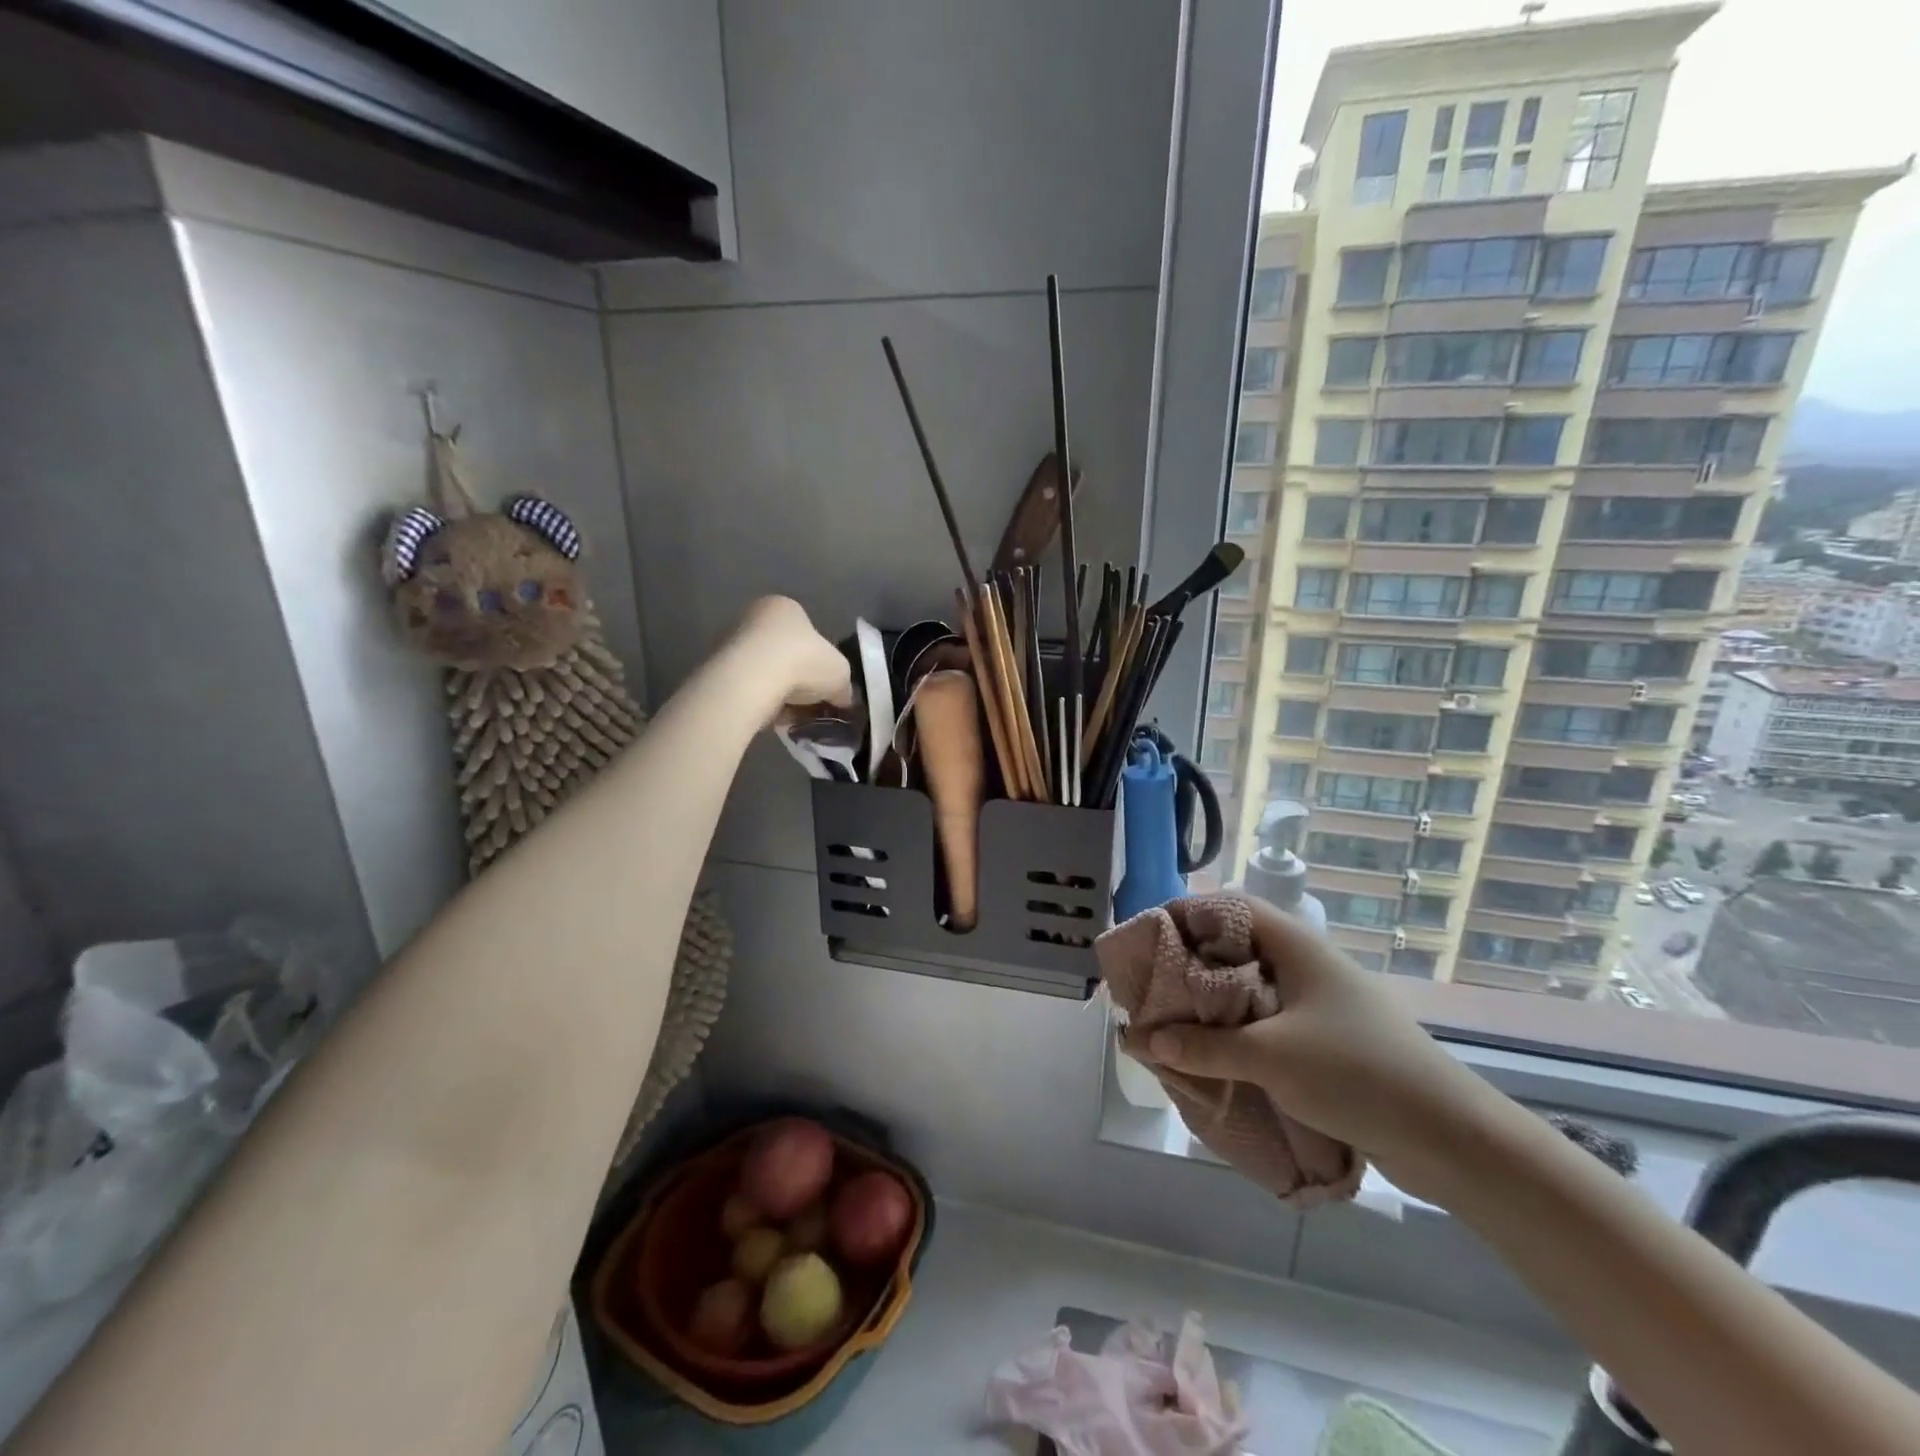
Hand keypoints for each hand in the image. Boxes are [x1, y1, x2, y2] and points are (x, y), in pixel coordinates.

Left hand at [727, 596, 853, 715]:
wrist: (751, 679)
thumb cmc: (803, 661)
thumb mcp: (840, 673)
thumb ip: (842, 685)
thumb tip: (841, 699)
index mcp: (786, 607)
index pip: (808, 634)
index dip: (820, 663)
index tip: (825, 687)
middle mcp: (755, 617)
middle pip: (784, 654)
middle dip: (798, 681)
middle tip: (809, 705)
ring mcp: (731, 641)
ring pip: (765, 673)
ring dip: (779, 694)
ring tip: (791, 717)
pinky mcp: (715, 668)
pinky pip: (747, 688)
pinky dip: (760, 703)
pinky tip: (771, 719)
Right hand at [1145, 897, 1498, 1196]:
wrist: (1453, 1139)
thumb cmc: (1358, 1074)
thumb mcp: (1270, 1058)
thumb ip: (1202, 1047)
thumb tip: (1143, 1040)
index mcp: (1294, 945)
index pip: (1227, 906)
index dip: (1184, 915)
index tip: (1146, 942)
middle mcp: (1304, 963)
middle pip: (1233, 946)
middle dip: (1188, 965)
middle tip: (1151, 990)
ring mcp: (1318, 1001)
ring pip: (1248, 987)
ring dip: (1210, 1004)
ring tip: (1172, 1025)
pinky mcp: (1327, 1038)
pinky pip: (1266, 1021)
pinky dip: (1236, 1031)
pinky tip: (1213, 1056)